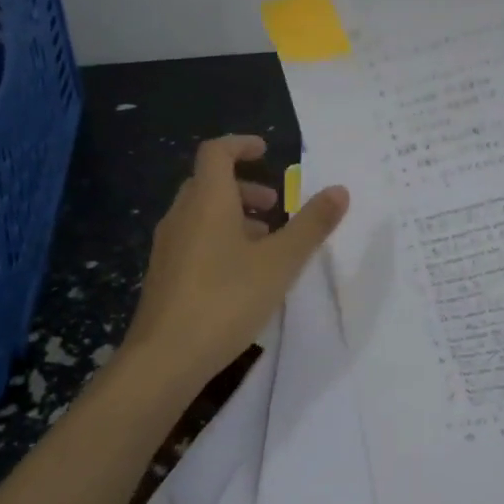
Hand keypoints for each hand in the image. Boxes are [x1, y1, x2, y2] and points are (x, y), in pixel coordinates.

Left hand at [124, 134, 349, 393]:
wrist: (164, 359)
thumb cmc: (226, 299)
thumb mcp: (280, 262)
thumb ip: (311, 225)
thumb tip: (339, 189)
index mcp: (207, 201)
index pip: (216, 152)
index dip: (241, 144)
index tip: (266, 150)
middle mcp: (182, 216)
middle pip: (209, 183)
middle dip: (244, 186)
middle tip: (276, 205)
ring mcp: (168, 247)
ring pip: (201, 214)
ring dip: (234, 216)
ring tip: (266, 242)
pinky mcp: (164, 276)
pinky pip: (194, 240)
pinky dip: (220, 239)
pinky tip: (241, 274)